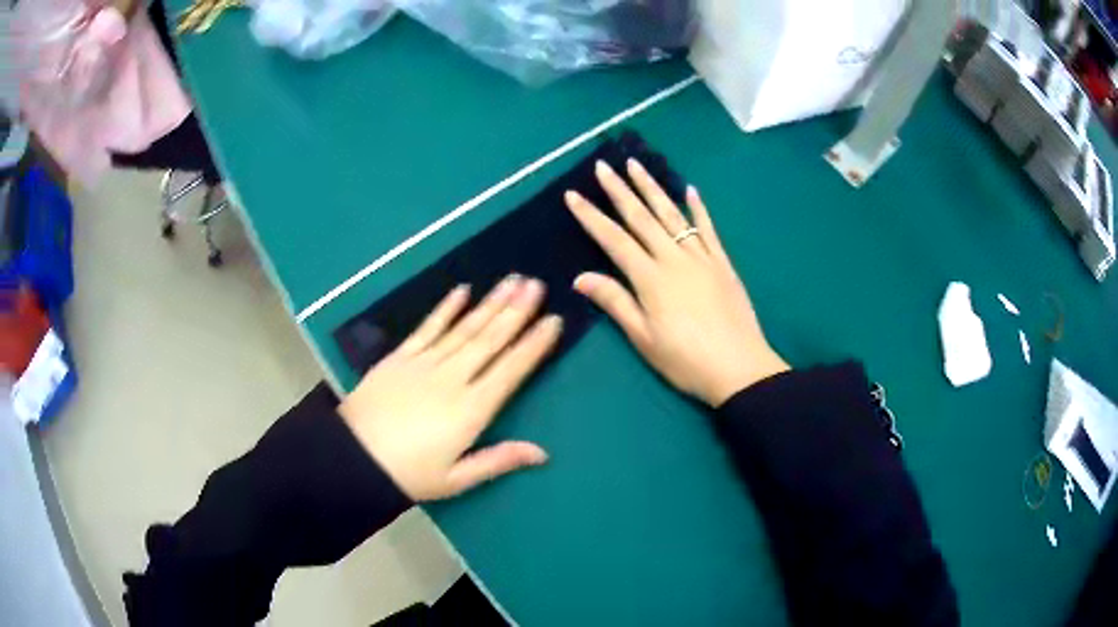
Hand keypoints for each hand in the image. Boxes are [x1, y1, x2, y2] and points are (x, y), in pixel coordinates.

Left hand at [338, 276, 561, 500]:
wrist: (352, 457)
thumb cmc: (407, 474)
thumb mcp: (455, 479)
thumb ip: (498, 460)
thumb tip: (542, 453)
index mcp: (470, 410)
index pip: (510, 370)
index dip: (533, 344)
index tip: (553, 320)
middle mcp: (452, 379)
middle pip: (489, 340)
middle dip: (516, 311)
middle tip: (536, 284)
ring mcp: (424, 364)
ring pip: (464, 328)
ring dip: (490, 304)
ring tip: (512, 281)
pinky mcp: (400, 357)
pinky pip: (427, 328)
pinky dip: (445, 309)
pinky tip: (462, 291)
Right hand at [564, 159, 787, 406]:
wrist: (739, 368)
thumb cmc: (686, 361)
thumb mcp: (644, 339)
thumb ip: (615, 303)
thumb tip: (581, 277)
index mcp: (650, 278)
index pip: (613, 239)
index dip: (591, 216)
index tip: (573, 194)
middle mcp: (674, 259)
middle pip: (642, 218)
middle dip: (619, 189)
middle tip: (603, 165)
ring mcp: (701, 257)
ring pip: (672, 215)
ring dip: (652, 188)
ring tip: (637, 165)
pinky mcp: (722, 263)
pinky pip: (707, 229)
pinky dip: (698, 208)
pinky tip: (690, 190)